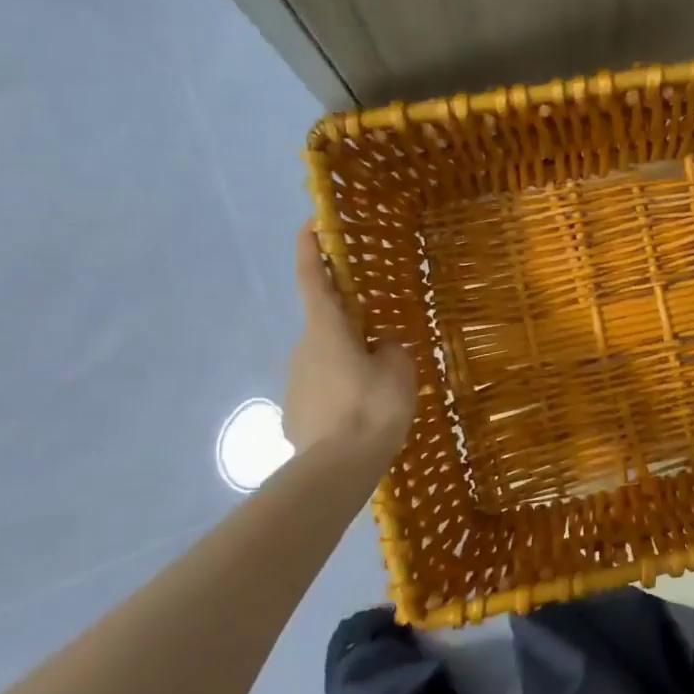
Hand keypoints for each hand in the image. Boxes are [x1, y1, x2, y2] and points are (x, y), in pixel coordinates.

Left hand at [285, 223, 416, 454]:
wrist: (337, 469)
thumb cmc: (372, 407)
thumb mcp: (399, 370)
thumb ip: (391, 349)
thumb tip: (381, 348)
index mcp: (327, 330)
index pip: (314, 279)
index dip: (310, 249)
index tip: (309, 224)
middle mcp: (303, 349)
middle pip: (328, 326)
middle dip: (352, 327)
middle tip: (384, 341)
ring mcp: (295, 383)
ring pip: (328, 361)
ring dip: (350, 365)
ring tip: (381, 390)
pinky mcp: (295, 412)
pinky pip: (324, 391)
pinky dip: (343, 394)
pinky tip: (363, 416)